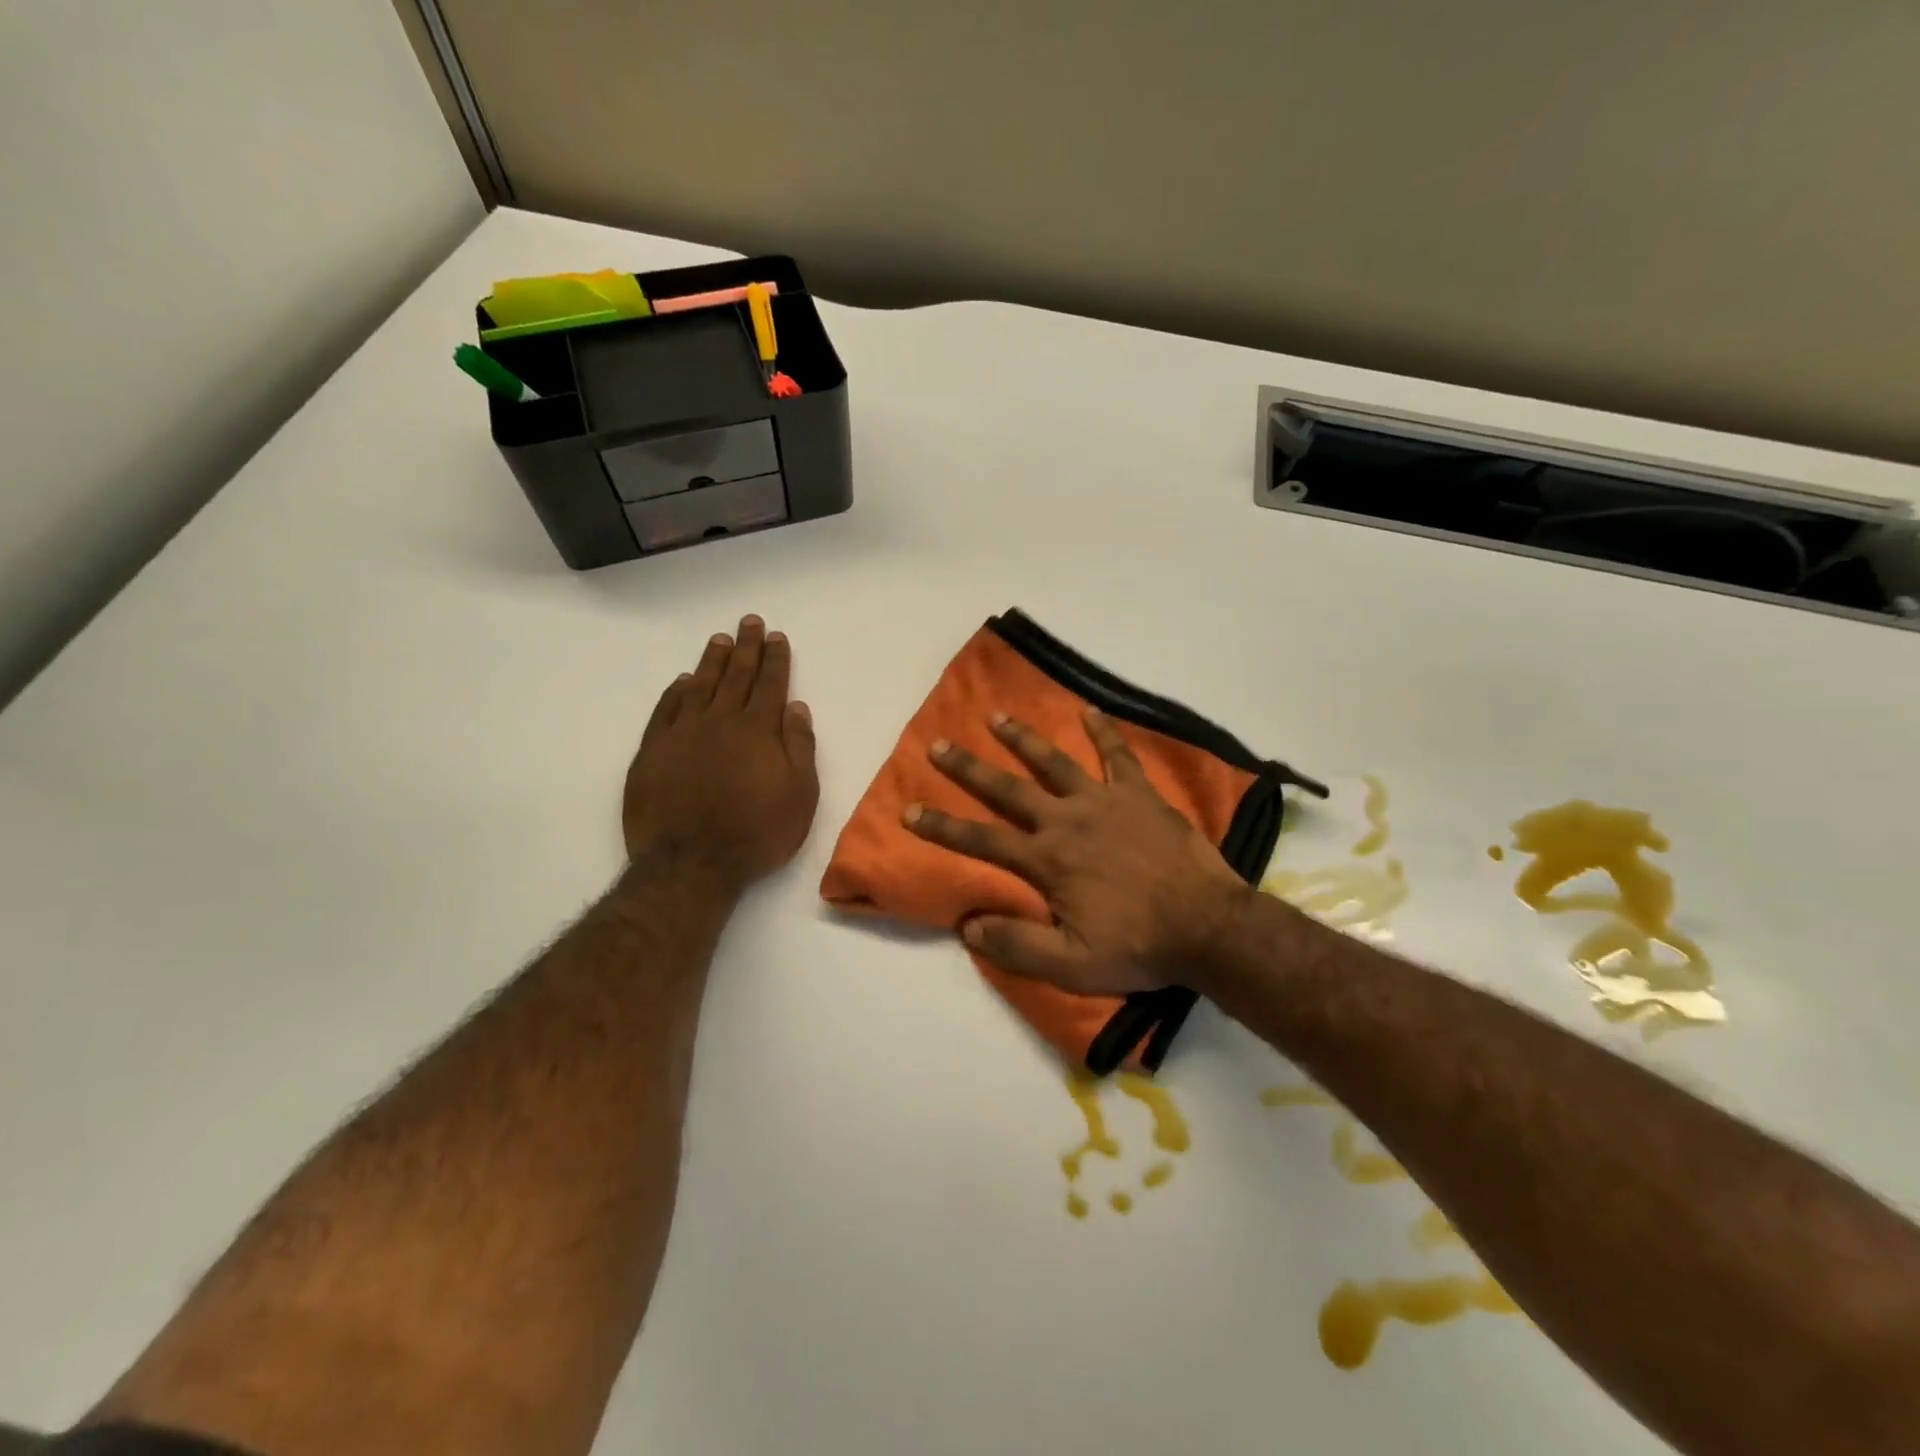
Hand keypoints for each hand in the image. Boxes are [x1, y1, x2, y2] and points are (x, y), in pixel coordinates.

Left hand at [623, 616, 818, 893]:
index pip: (770, 684)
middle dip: (746, 647)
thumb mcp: (800, 795)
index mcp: (758, 730)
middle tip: (750, 622)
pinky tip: (682, 681)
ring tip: (720, 640)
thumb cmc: (756, 832)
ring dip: (712, 661)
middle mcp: (720, 722)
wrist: (691, 863)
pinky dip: (676, 692)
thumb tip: (796, 707)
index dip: (775, 659)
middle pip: (735, 676)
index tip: (776, 636)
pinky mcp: (653, 752)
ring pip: (700, 686)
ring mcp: (682, 734)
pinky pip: (665, 710)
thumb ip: (799, 746)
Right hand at [903, 708, 1252, 994]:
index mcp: (1047, 860)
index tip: (910, 811)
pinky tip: (1088, 710)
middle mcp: (1066, 821)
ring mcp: (1104, 802)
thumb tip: (967, 925)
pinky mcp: (1139, 795)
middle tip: (938, 745)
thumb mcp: (1071, 964)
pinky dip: (1103, 732)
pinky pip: (1117, 756)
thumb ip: (1017, 945)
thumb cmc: (1138, 946)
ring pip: (1054, 762)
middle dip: (969, 769)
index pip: (982, 840)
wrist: (1207, 926)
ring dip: (1022, 739)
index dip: (942, 827)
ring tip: (995, 716)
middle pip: (1008, 789)